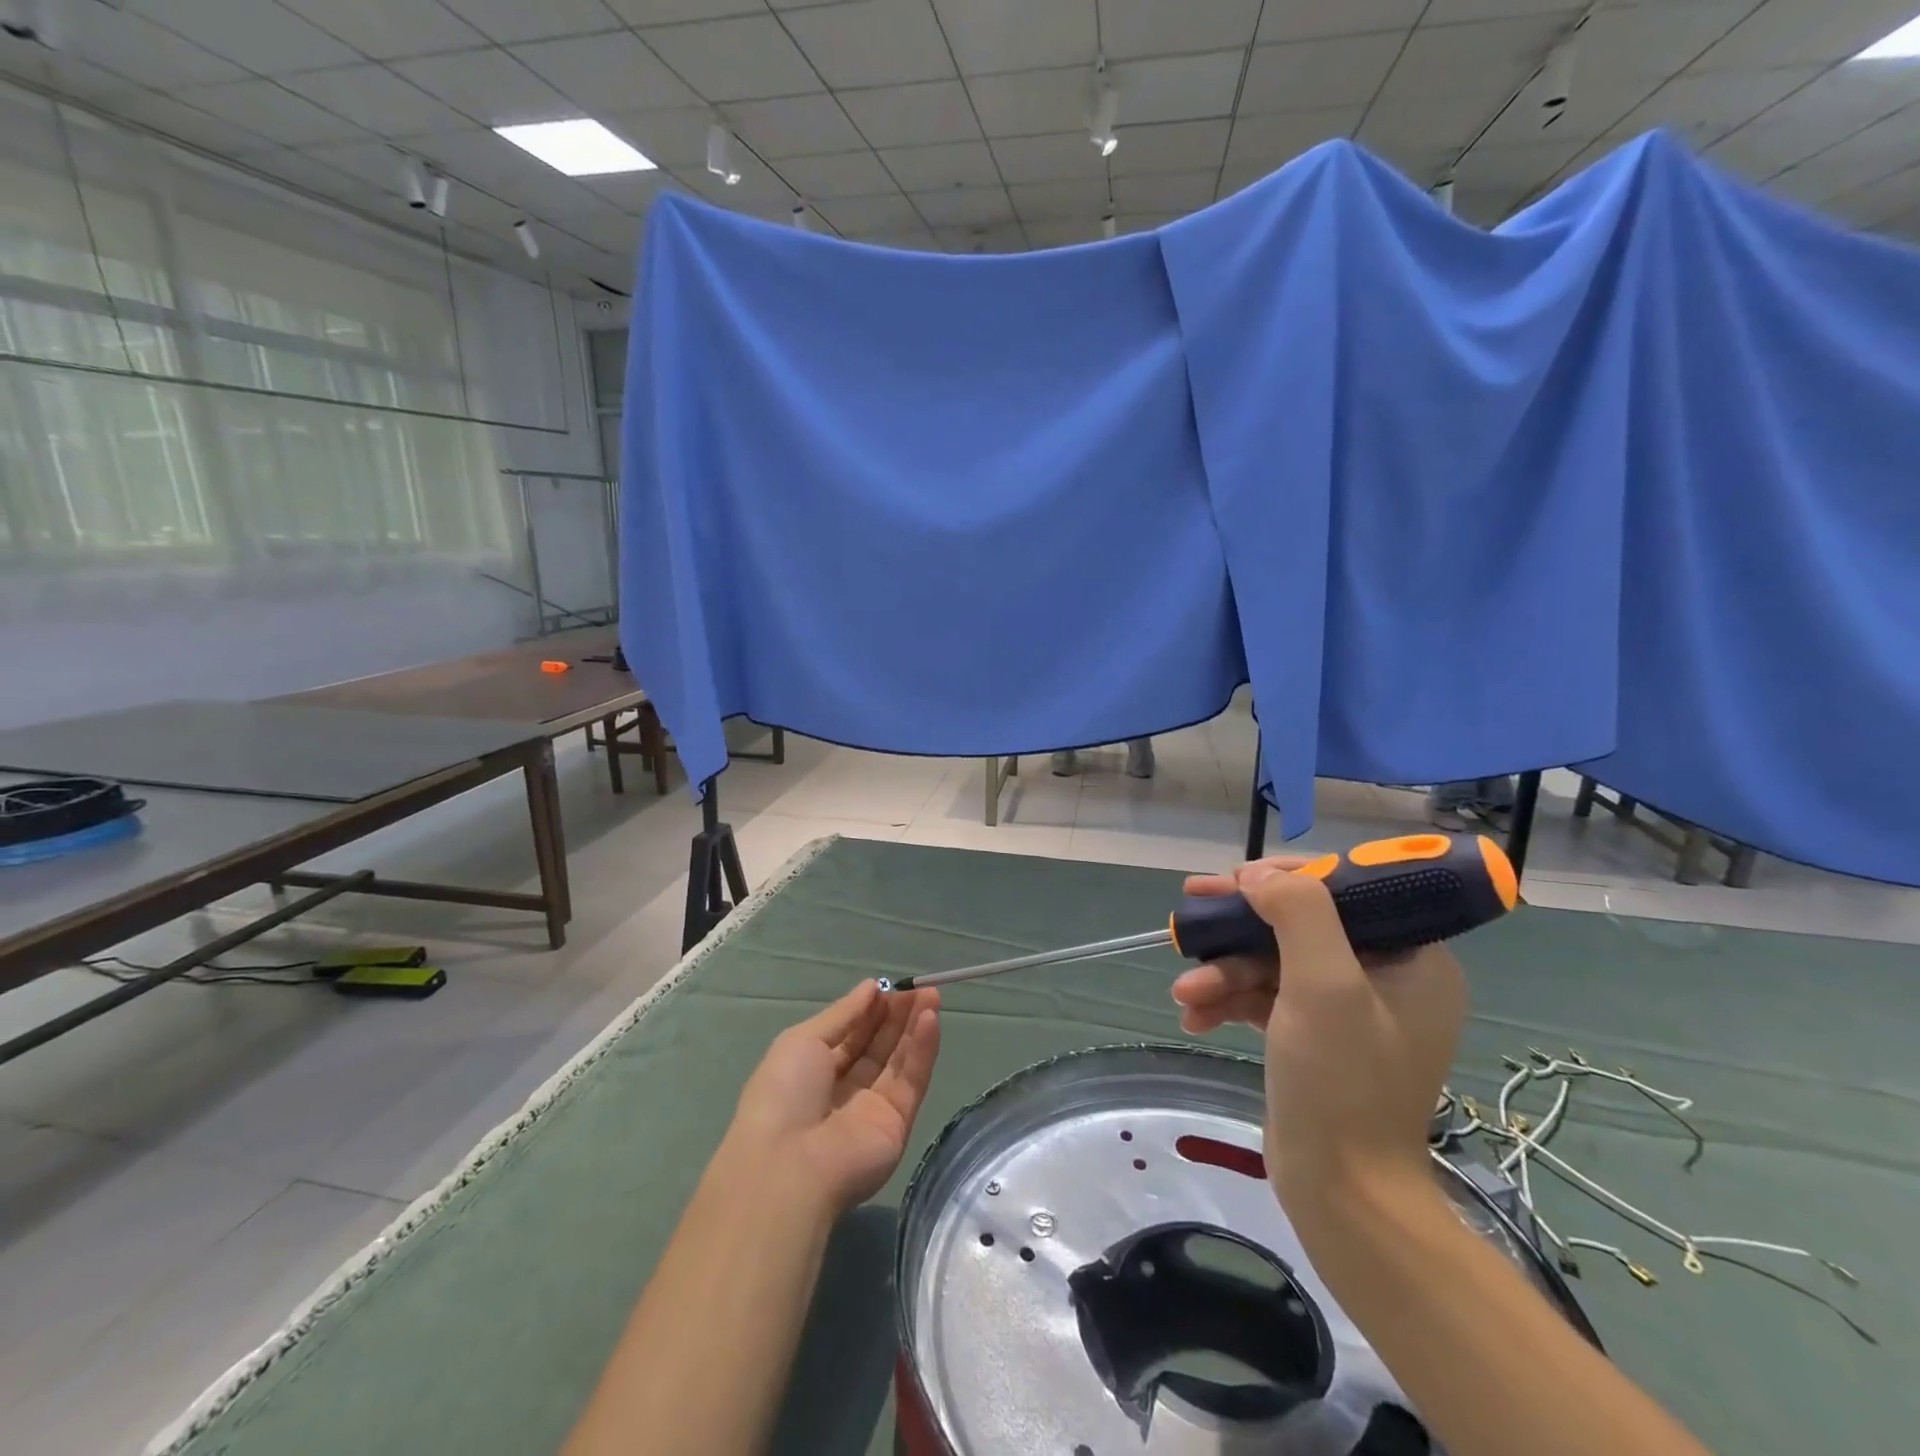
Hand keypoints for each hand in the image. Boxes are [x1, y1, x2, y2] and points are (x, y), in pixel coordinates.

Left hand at [726, 979, 941, 1214]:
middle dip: (899, 1014)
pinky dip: (922, 1049)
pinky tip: (931, 1019)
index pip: (852, 1033)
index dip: (872, 1008)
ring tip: (932, 995)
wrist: (789, 1164)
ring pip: (899, 1059)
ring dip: (915, 1026)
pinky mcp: (898, 1124)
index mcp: (815, 1070)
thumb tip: (870, 986)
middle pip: (879, 1044)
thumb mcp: (803, 1040)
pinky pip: (912, 1079)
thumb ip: (843, 1013)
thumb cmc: (784, 1093)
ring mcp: (873, 1107)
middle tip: (921, 985)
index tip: (892, 984)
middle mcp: (846, 1088)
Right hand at [1170, 858, 1465, 1219]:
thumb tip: (1258, 876)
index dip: (1286, 878)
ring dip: (1224, 972)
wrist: (1343, 1196)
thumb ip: (1298, 914)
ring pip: (1273, 962)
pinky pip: (1266, 998)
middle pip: (1299, 924)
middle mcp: (1383, 977)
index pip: (1346, 891)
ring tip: (1184, 991)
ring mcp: (1346, 1010)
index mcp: (1412, 959)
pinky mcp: (1312, 1037)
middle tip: (1189, 907)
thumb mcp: (1324, 987)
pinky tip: (1193, 1016)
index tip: (1235, 880)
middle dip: (1239, 925)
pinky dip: (1229, 1001)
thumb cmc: (1343, 1084)